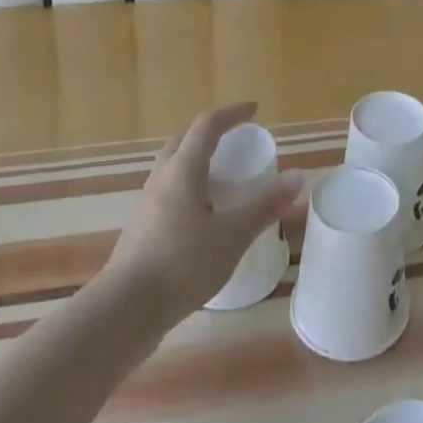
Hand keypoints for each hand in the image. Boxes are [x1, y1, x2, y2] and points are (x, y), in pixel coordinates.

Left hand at [101, 103, 302, 325]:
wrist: (123, 312)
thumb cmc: (182, 263)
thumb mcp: (232, 235)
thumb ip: (265, 205)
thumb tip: (298, 175)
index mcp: (183, 168)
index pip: (208, 125)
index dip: (232, 113)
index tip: (253, 111)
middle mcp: (161, 178)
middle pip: (184, 141)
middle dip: (210, 134)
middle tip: (235, 141)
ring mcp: (146, 205)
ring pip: (173, 169)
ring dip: (197, 164)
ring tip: (221, 181)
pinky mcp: (140, 232)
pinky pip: (168, 196)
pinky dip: (188, 192)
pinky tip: (202, 220)